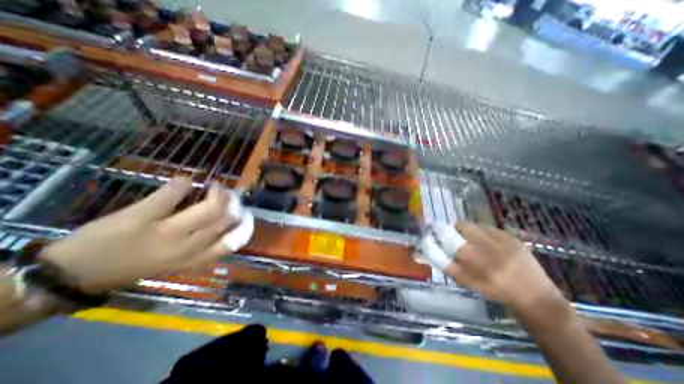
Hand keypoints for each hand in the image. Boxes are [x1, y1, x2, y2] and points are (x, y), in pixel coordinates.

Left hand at [37, 177, 240, 293]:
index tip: (247, 214)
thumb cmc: (135, 268)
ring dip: (217, 191)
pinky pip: (173, 193)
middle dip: (233, 202)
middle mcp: (187, 246)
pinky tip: (184, 181)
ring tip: (214, 187)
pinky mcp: (142, 216)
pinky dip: (182, 183)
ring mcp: (166, 230)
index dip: (245, 226)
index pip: (232, 242)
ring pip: (210, 206)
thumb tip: (226, 223)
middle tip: (229, 194)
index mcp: (195, 258)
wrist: (74, 274)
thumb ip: (203, 246)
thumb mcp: (176, 263)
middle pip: (225, 218)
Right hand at [444, 222, 565, 311]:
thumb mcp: (464, 280)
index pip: (447, 235)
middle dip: (455, 229)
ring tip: (473, 241)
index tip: (435, 231)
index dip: (439, 230)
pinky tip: (488, 243)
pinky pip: (489, 228)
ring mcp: (501, 239)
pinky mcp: (512, 237)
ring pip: (475, 225)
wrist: (534, 296)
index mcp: (472, 257)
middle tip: (456, 237)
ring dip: (469, 230)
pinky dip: (484, 233)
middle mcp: (485, 244)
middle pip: (461, 225)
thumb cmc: (494, 289)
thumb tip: (421, 253)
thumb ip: (443, 263)